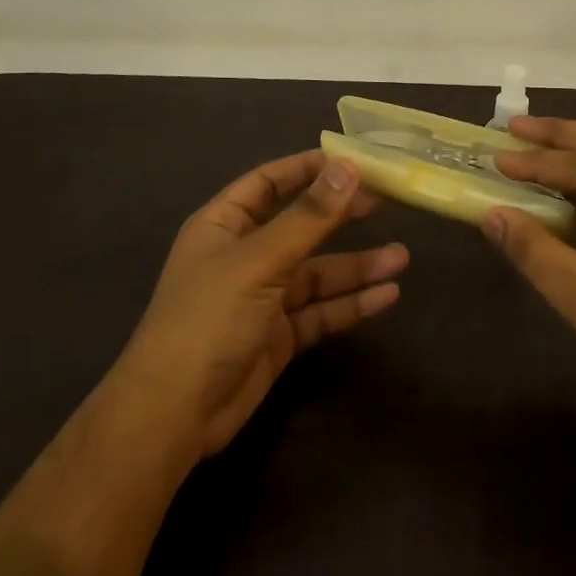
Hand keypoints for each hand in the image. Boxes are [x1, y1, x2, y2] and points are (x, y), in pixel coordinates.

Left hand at [114, 150, 407, 460]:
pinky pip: (320, 311)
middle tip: (387, 201)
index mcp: (225, 225)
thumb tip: (349, 167)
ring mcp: (262, 297)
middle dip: (341, 214)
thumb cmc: (208, 319)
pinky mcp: (278, 336)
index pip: (270, 181)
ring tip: (401, 258)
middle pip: (300, 225)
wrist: (173, 415)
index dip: (309, 168)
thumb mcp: (260, 261)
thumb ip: (308, 217)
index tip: (354, 159)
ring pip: (317, 272)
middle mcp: (245, 255)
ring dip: (356, 266)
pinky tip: (387, 296)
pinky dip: (351, 303)